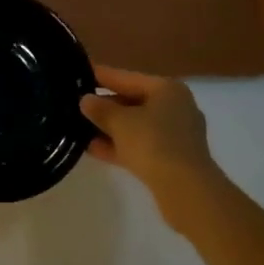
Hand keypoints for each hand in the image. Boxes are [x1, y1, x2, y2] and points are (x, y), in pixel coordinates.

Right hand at [80, 65, 221, 216]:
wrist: (186, 191)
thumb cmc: (153, 143)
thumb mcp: (119, 122)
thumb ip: (100, 109)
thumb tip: (85, 100)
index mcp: (167, 89)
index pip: (127, 78)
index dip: (102, 76)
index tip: (81, 72)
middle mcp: (175, 108)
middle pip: (133, 102)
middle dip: (105, 106)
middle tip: (77, 104)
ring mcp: (176, 136)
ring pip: (136, 126)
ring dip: (110, 129)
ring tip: (79, 128)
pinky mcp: (173, 161)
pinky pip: (141, 146)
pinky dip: (120, 146)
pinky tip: (93, 149)